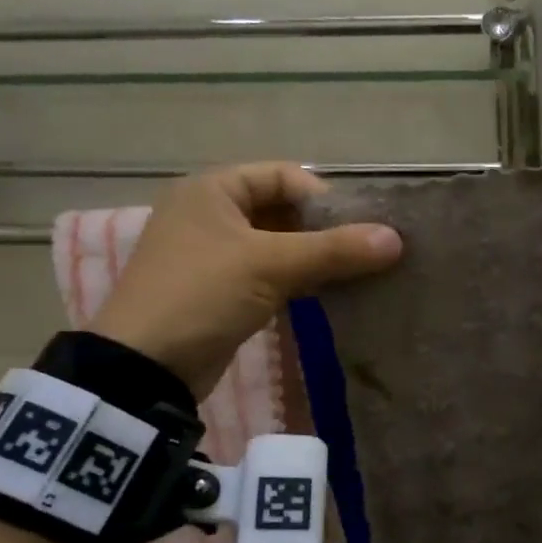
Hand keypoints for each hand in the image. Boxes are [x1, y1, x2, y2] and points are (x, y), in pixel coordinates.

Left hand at [90, 163, 401, 395]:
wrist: (145, 366)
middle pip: (282, 210)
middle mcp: (210, 214)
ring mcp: (213, 254)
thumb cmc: (202, 295)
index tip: (359, 227)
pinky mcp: (220, 290)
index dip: (324, 197)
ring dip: (315, 257)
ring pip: (278, 245)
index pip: (283, 175)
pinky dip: (298, 280)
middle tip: (365, 252)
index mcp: (212, 190)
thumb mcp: (270, 266)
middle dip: (324, 230)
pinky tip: (330, 294)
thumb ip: (334, 250)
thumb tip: (396, 239)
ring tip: (357, 274)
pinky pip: (269, 274)